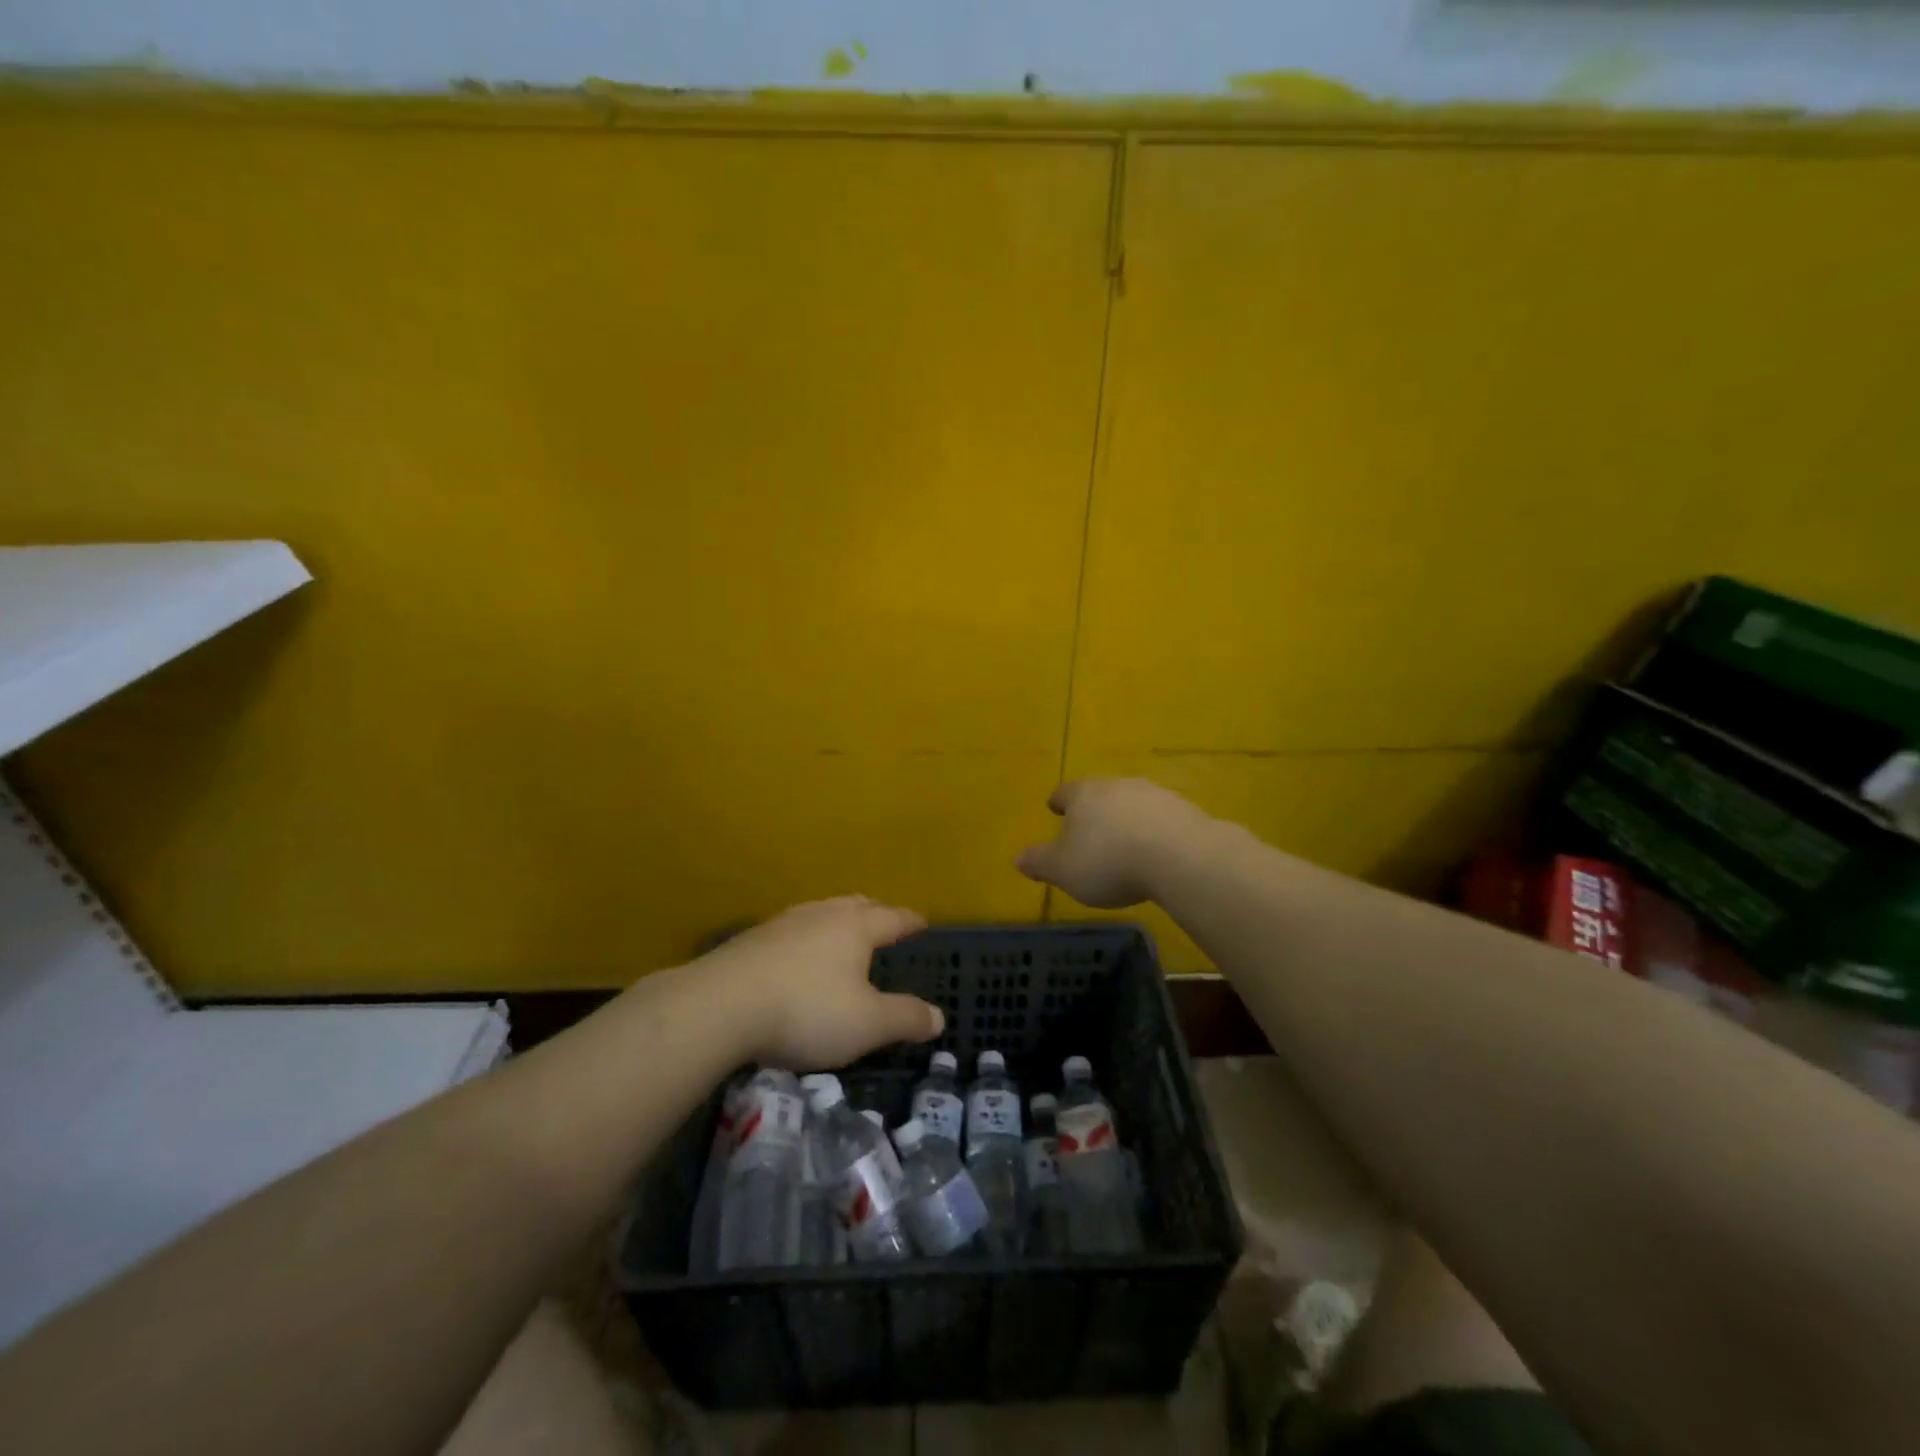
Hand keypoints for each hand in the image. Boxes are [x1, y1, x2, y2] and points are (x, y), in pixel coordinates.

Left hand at [695, 897, 943, 1070]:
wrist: (722, 1005)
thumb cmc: (807, 1010)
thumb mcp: (867, 1024)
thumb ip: (905, 1018)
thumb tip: (939, 1017)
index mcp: (855, 927)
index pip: (892, 918)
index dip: (910, 921)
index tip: (922, 921)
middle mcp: (821, 914)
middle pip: (855, 905)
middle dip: (874, 912)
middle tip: (883, 921)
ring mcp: (783, 924)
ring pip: (820, 912)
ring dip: (836, 921)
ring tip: (841, 934)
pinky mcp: (751, 940)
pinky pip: (791, 931)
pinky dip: (805, 938)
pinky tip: (796, 956)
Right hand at [1016, 778, 1205, 908]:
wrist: (1179, 857)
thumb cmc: (1108, 861)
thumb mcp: (1063, 869)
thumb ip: (1040, 862)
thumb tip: (1018, 859)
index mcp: (1083, 793)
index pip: (1065, 792)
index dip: (1058, 801)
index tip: (1054, 808)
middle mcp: (1118, 785)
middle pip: (1100, 793)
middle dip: (1094, 809)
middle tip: (1089, 828)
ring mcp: (1154, 795)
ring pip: (1132, 803)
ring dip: (1126, 818)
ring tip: (1124, 842)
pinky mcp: (1185, 811)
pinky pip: (1161, 819)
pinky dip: (1154, 831)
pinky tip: (1155, 851)